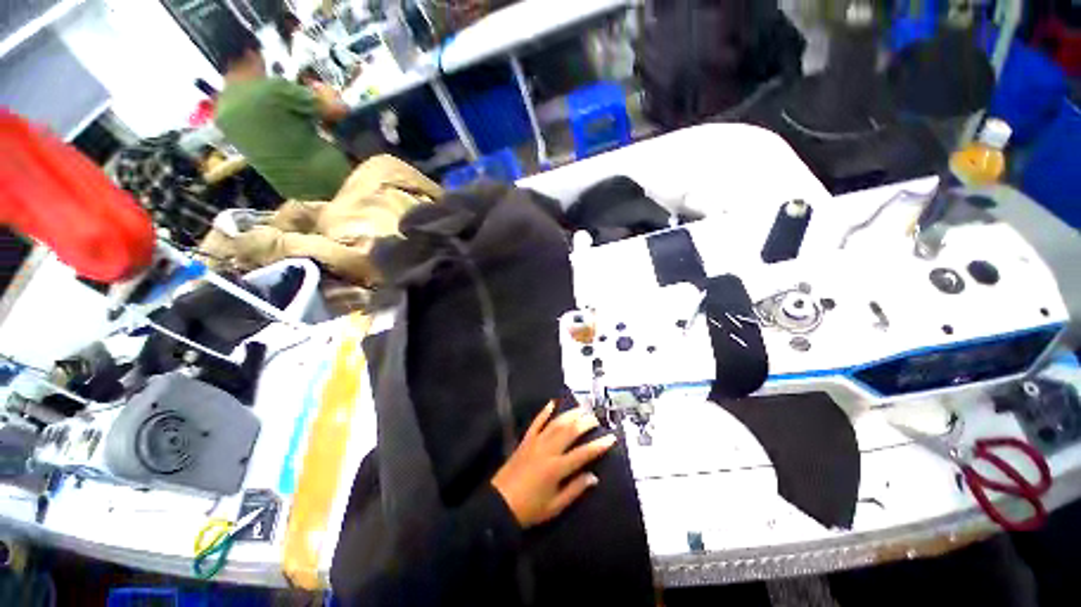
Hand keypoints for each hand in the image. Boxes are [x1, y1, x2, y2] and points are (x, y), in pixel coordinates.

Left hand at [491, 401, 617, 528]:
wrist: (499, 504)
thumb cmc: (530, 509)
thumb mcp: (555, 506)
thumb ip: (575, 489)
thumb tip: (593, 476)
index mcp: (557, 468)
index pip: (583, 453)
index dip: (599, 445)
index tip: (611, 437)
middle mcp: (548, 450)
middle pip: (570, 432)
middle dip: (585, 423)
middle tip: (596, 418)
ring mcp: (535, 443)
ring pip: (556, 424)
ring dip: (569, 415)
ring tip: (581, 408)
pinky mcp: (525, 440)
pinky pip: (536, 423)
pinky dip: (544, 412)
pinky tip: (552, 403)